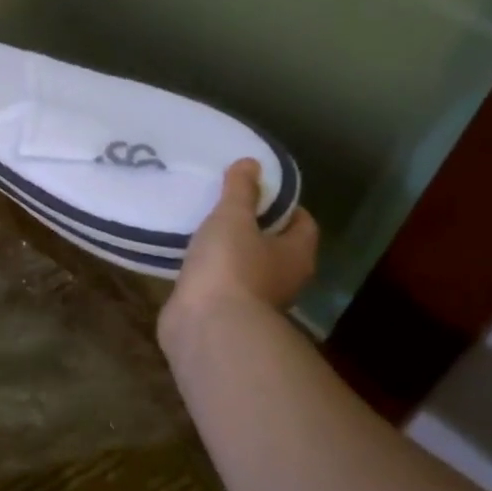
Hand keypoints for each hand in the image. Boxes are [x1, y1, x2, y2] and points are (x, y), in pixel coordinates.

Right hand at [161, 159, 319, 344]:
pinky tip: (188, 259)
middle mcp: (283, 279)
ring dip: (229, 252)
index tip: (257, 189)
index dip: (283, 204)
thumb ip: (241, 191)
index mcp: (296, 254)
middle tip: (225, 206)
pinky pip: (219, 284)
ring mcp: (254, 300)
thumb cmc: (230, 266)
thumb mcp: (233, 218)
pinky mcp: (224, 313)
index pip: (302, 223)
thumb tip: (251, 163)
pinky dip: (209, 272)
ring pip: (245, 267)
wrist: (207, 327)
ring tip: (202, 229)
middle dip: (253, 227)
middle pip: (275, 246)